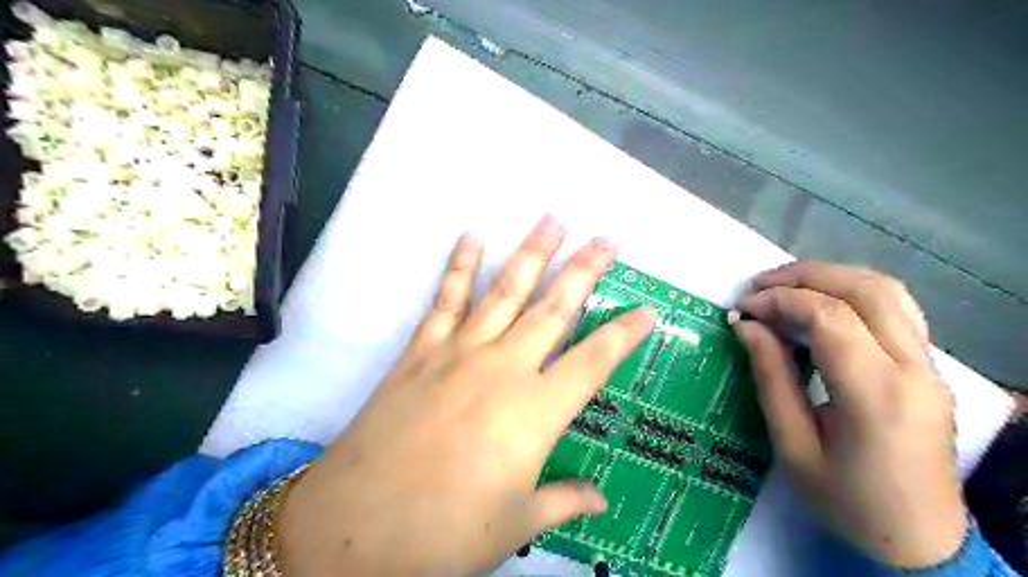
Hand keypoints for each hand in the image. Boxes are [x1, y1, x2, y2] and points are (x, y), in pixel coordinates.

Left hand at [277, 216, 652, 576]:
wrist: (356, 524)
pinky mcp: (422, 350)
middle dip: (585, 270)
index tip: (648, 309)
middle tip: (607, 238)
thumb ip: (563, 501)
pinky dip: (459, 265)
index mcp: (537, 411)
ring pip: (506, 290)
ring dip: (532, 251)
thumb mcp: (515, 525)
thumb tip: (601, 499)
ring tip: (552, 218)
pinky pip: (446, 299)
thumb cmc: (445, 532)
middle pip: (555, 308)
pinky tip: (472, 235)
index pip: (595, 361)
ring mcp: (460, 352)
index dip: (625, 334)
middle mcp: (505, 368)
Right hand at [734, 262, 968, 568]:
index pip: (829, 317)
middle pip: (864, 290)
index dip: (779, 302)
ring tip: (783, 288)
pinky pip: (895, 309)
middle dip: (804, 276)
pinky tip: (820, 305)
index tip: (742, 309)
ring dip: (829, 277)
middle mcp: (913, 369)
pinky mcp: (928, 368)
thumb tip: (747, 326)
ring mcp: (929, 366)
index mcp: (876, 394)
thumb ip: (771, 378)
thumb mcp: (793, 445)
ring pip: (886, 291)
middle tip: (758, 287)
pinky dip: (852, 293)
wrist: (921, 542)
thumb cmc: (847, 502)